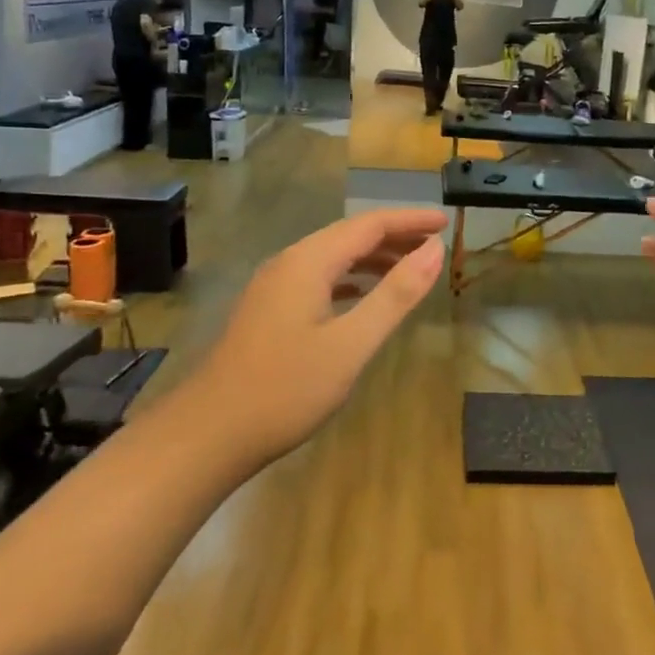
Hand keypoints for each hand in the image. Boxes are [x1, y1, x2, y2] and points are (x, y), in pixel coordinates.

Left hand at [194, 209, 446, 466]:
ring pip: (333, 257)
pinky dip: (350, 279)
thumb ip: (396, 295)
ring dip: (373, 258)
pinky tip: (364, 296)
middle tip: (436, 245)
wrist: (208, 434)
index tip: (446, 222)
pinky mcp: (269, 310)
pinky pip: (319, 278)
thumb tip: (435, 250)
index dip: (410, 220)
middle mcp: (289, 262)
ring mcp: (274, 287)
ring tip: (411, 268)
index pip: (369, 224)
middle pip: (350, 236)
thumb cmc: (286, 389)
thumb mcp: (351, 344)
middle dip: (395, 236)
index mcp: (309, 261)